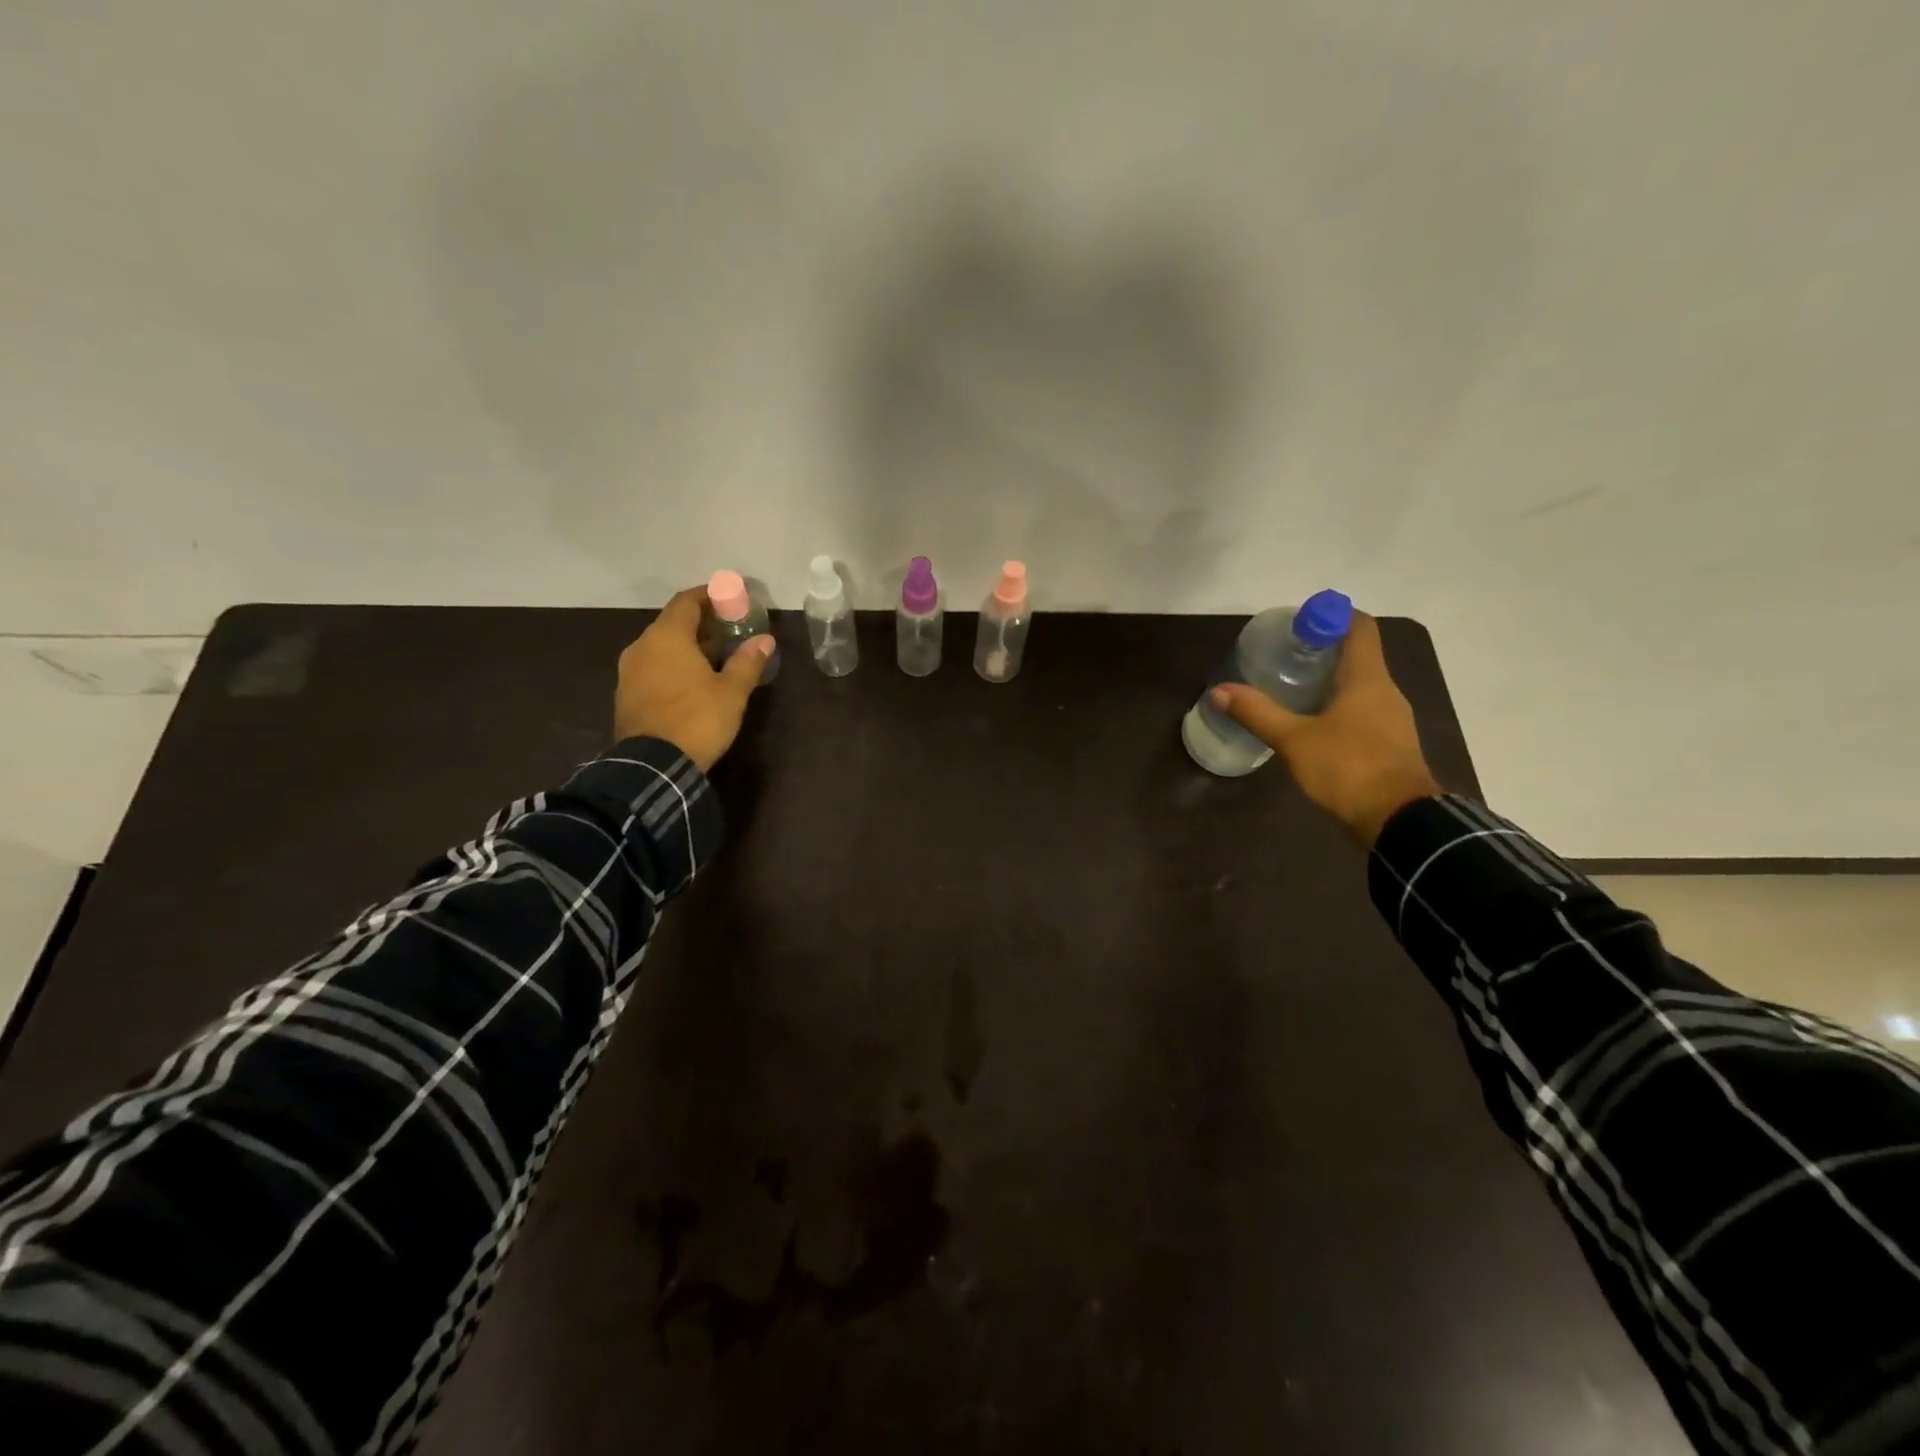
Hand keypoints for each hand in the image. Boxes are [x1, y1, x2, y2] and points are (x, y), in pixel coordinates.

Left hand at [614, 587, 773, 771]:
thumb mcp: (732, 692)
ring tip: (714, 659)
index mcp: (667, 637)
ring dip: (686, 647)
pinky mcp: (626, 694)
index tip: (730, 600)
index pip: (687, 601)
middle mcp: (642, 646)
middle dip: (701, 624)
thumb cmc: (698, 719)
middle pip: (672, 623)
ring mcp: (629, 671)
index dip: (709, 596)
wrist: (654, 766)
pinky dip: (672, 666)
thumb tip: (765, 640)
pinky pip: (652, 668)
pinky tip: (691, 682)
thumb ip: (747, 661)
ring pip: (661, 647)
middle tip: (728, 632)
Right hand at [1212, 611, 1438, 846]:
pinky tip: (1313, 723)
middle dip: (1323, 650)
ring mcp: (1392, 719)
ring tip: (1292, 688)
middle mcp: (1386, 691)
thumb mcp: (1294, 740)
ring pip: (1360, 686)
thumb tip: (1219, 691)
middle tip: (1285, 655)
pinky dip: (1339, 706)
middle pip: (1358, 655)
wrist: (1399, 821)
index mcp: (1368, 679)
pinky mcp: (1390, 744)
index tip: (1300, 623)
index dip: (1331, 616)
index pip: (1359, 627)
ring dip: (1330, 680)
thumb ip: (1258, 712)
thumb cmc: (1348, 768)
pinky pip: (1363, 711)